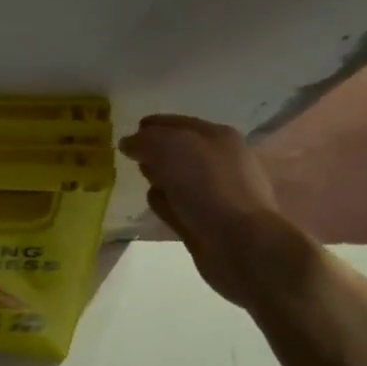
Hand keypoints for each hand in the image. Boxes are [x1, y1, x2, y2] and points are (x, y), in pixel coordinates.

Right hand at [118, 114, 284, 303]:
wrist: (239, 242)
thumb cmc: (207, 186)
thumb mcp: (171, 148)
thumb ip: (145, 140)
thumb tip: (129, 143)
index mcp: (217, 136)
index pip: (177, 123)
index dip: (150, 127)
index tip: (126, 138)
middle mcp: (219, 162)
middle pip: (177, 151)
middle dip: (154, 153)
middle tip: (133, 160)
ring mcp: (215, 194)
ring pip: (178, 180)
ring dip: (160, 180)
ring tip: (144, 182)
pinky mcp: (207, 222)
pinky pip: (179, 206)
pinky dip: (167, 205)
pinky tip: (158, 207)